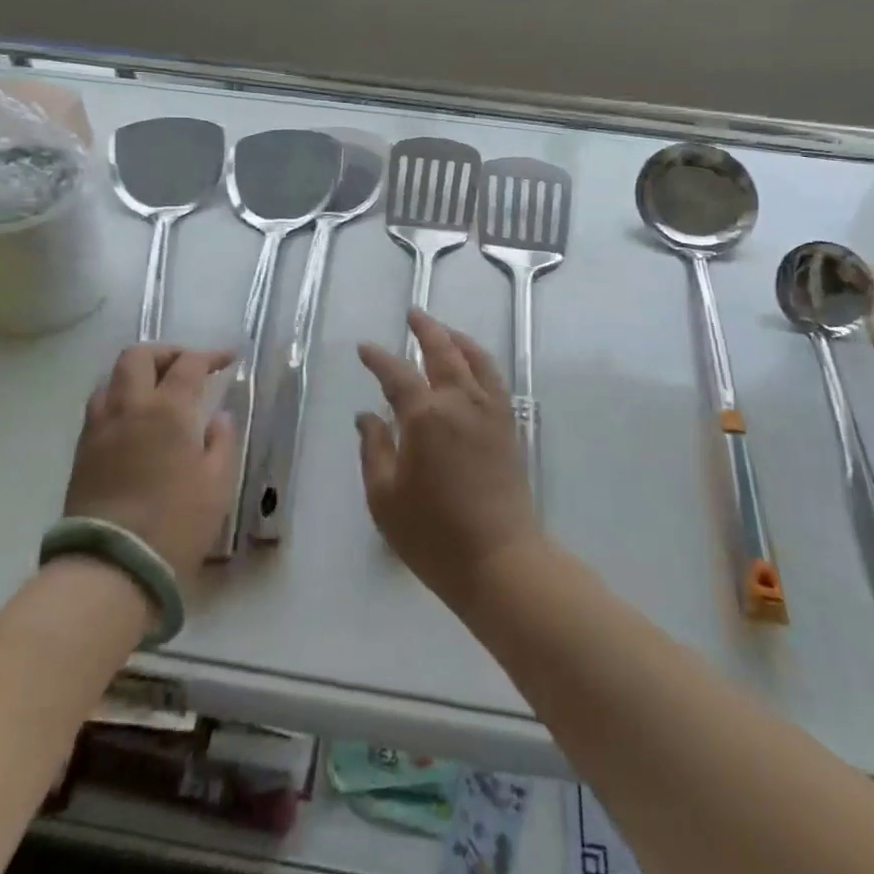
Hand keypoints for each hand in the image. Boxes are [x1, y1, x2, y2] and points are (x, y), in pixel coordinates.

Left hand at [65, 344, 235, 584]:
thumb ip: (222, 442)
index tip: (228, 359)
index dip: (211, 355)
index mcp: (168, 409)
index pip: (189, 364)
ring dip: (137, 373)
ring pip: (111, 377)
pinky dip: (119, 398)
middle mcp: (130, 406)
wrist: (112, 567)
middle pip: (139, 355)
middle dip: (166, 352)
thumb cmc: (175, 523)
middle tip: (187, 366)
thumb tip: (218, 418)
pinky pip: (99, 406)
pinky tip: (135, 420)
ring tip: (157, 391)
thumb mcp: (217, 483)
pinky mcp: (82, 451)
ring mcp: (100, 427)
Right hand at [356, 309, 541, 609]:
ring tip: (443, 330)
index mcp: (425, 416)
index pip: (396, 374)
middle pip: (443, 351)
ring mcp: (489, 410)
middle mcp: (459, 401)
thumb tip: (366, 416)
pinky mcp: (508, 425)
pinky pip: (493, 377)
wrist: (500, 560)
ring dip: (456, 338)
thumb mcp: (385, 498)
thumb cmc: (434, 534)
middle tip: (413, 313)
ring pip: (474, 358)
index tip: (365, 348)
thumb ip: (373, 450)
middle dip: (425, 329)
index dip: (378, 358)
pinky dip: (480, 359)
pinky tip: (472, 364)